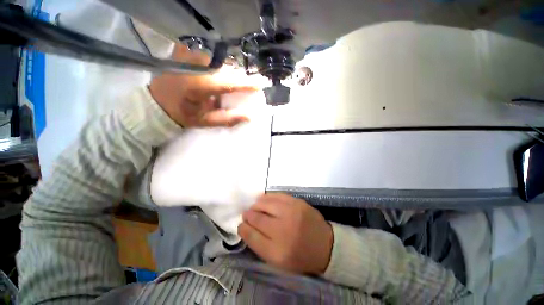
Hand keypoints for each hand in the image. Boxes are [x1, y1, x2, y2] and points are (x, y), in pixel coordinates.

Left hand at [149, 45, 257, 126]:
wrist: (155, 104)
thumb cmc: (180, 115)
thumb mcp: (204, 121)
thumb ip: (227, 118)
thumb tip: (249, 116)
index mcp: (196, 85)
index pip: (228, 82)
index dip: (245, 83)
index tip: (260, 84)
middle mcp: (192, 66)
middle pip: (225, 69)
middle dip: (237, 78)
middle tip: (245, 87)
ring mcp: (187, 55)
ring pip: (218, 62)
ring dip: (228, 72)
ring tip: (231, 82)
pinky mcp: (184, 52)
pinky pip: (209, 57)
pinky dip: (218, 66)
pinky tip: (218, 75)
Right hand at [238, 193, 333, 274]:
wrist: (325, 245)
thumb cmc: (300, 256)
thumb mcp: (278, 261)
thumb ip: (260, 245)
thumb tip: (246, 227)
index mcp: (277, 251)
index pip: (251, 236)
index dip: (243, 228)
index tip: (241, 225)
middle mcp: (283, 231)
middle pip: (257, 217)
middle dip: (248, 215)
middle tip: (247, 214)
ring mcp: (291, 213)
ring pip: (265, 203)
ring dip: (256, 204)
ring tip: (255, 207)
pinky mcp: (298, 202)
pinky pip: (277, 195)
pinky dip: (268, 197)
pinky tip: (264, 199)